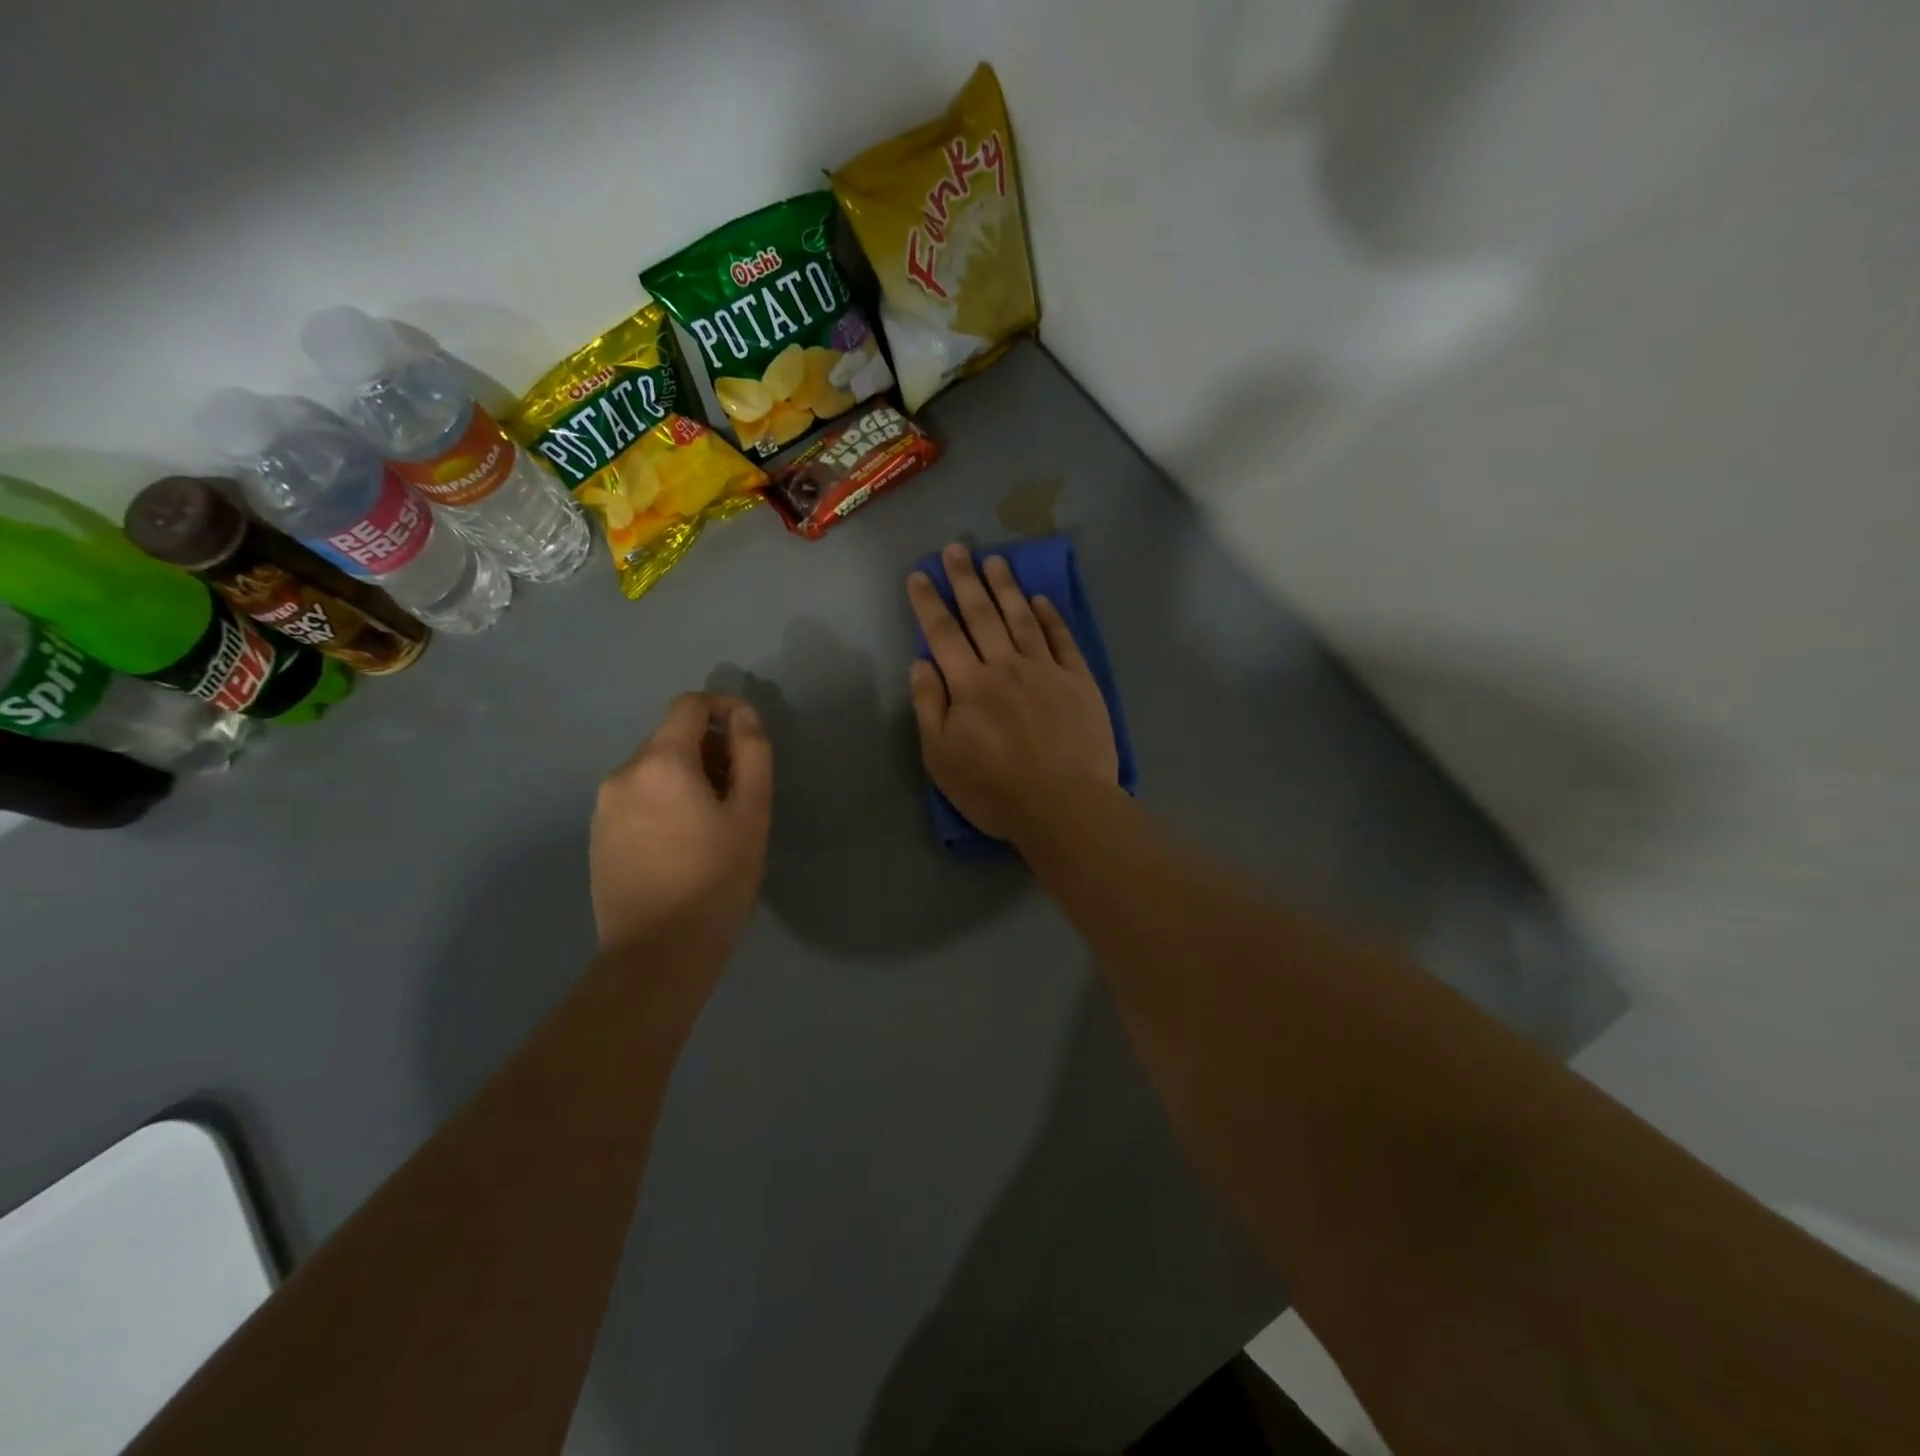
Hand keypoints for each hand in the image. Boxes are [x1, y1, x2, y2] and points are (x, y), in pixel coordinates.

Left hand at [590, 693, 772, 961]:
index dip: (722, 706)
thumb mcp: (751, 813)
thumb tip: (743, 714)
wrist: (657, 954)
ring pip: (653, 769)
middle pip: (670, 737)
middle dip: (708, 749)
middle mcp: (622, 773)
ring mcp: (603, 806)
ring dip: (686, 776)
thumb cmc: (716, 880)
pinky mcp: (598, 834)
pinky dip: (664, 799)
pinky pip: (636, 797)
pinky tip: (683, 842)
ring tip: (713, 821)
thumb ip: (752, 753)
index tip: (747, 734)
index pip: (688, 705)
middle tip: (739, 790)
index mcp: (660, 762)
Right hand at [907, 544, 1118, 842]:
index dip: (928, 602)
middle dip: (965, 579)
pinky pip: (1062, 640)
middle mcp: (1005, 666)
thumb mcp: (941, 757)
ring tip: (996, 560)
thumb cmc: (994, 789)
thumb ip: (928, 706)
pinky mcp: (1079, 681)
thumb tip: (920, 663)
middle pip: (982, 614)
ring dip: (1007, 587)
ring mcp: (1046, 670)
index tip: (919, 574)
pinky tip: (1041, 599)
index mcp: (969, 684)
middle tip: (956, 548)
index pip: (943, 633)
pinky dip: (1051, 617)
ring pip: (1022, 618)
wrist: (1063, 805)